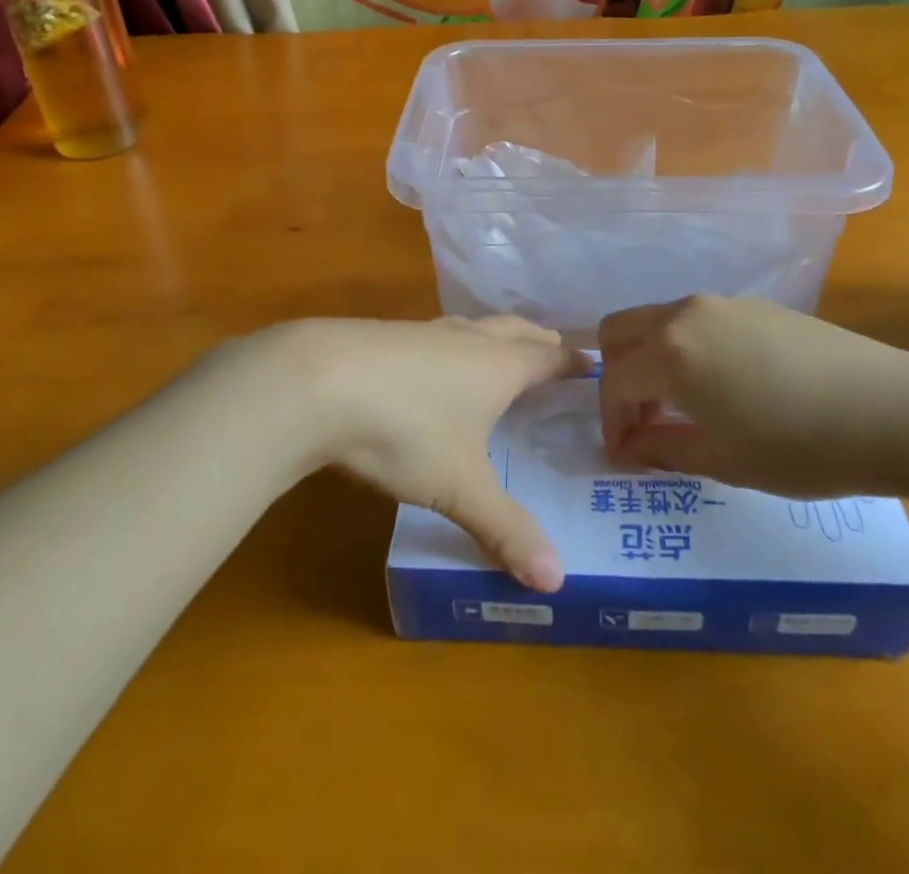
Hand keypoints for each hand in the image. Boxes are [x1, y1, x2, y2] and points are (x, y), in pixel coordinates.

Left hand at [202, 317, 582, 590]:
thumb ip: (505, 531)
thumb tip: (555, 583)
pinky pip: (437, 334)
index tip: (591, 365)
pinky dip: (454, 345)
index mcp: (498, 366)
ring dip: (495, 337)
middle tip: (554, 352)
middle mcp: (468, 339)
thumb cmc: (406, 429)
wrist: (317, 381)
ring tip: (500, 354)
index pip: (548, 357)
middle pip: (515, 329)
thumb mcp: (459, 487)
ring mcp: (424, 331)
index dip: (571, 362)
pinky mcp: (387, 334)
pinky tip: (435, 366)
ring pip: (474, 326)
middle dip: (538, 340)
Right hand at [597, 295, 908, 499]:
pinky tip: (725, 387)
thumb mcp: (722, 459)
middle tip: (642, 421)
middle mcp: (686, 314)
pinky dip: (687, 350)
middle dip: (618, 376)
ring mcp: (722, 303)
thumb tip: (628, 448)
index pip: (615, 380)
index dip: (611, 422)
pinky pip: (697, 322)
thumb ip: (662, 449)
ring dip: (652, 361)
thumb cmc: (799, 446)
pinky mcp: (755, 305)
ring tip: (683, 408)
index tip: (625, 456)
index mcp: (670, 351)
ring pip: (659, 322)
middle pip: (621, 330)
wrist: (892, 409)